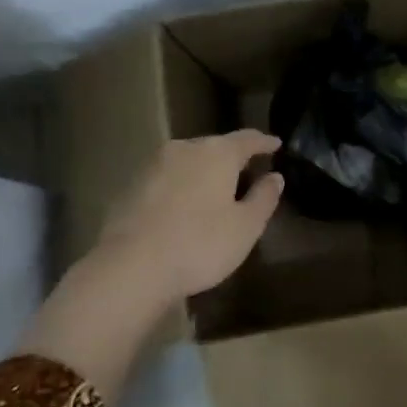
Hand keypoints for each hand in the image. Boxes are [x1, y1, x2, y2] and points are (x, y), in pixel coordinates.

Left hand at [97, 130, 283, 300]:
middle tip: (248, 172)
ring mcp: (152, 166)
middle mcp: (183, 149)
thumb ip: (264, 198)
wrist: (130, 267)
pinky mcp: (130, 186)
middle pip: (214, 146)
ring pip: (187, 161)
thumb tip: (275, 177)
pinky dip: (181, 187)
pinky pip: (166, 179)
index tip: (276, 144)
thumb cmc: (199, 244)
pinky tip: (184, 208)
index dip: (264, 142)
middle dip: (232, 157)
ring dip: (204, 172)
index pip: (247, 139)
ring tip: (216, 191)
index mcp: (216, 153)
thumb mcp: (246, 226)